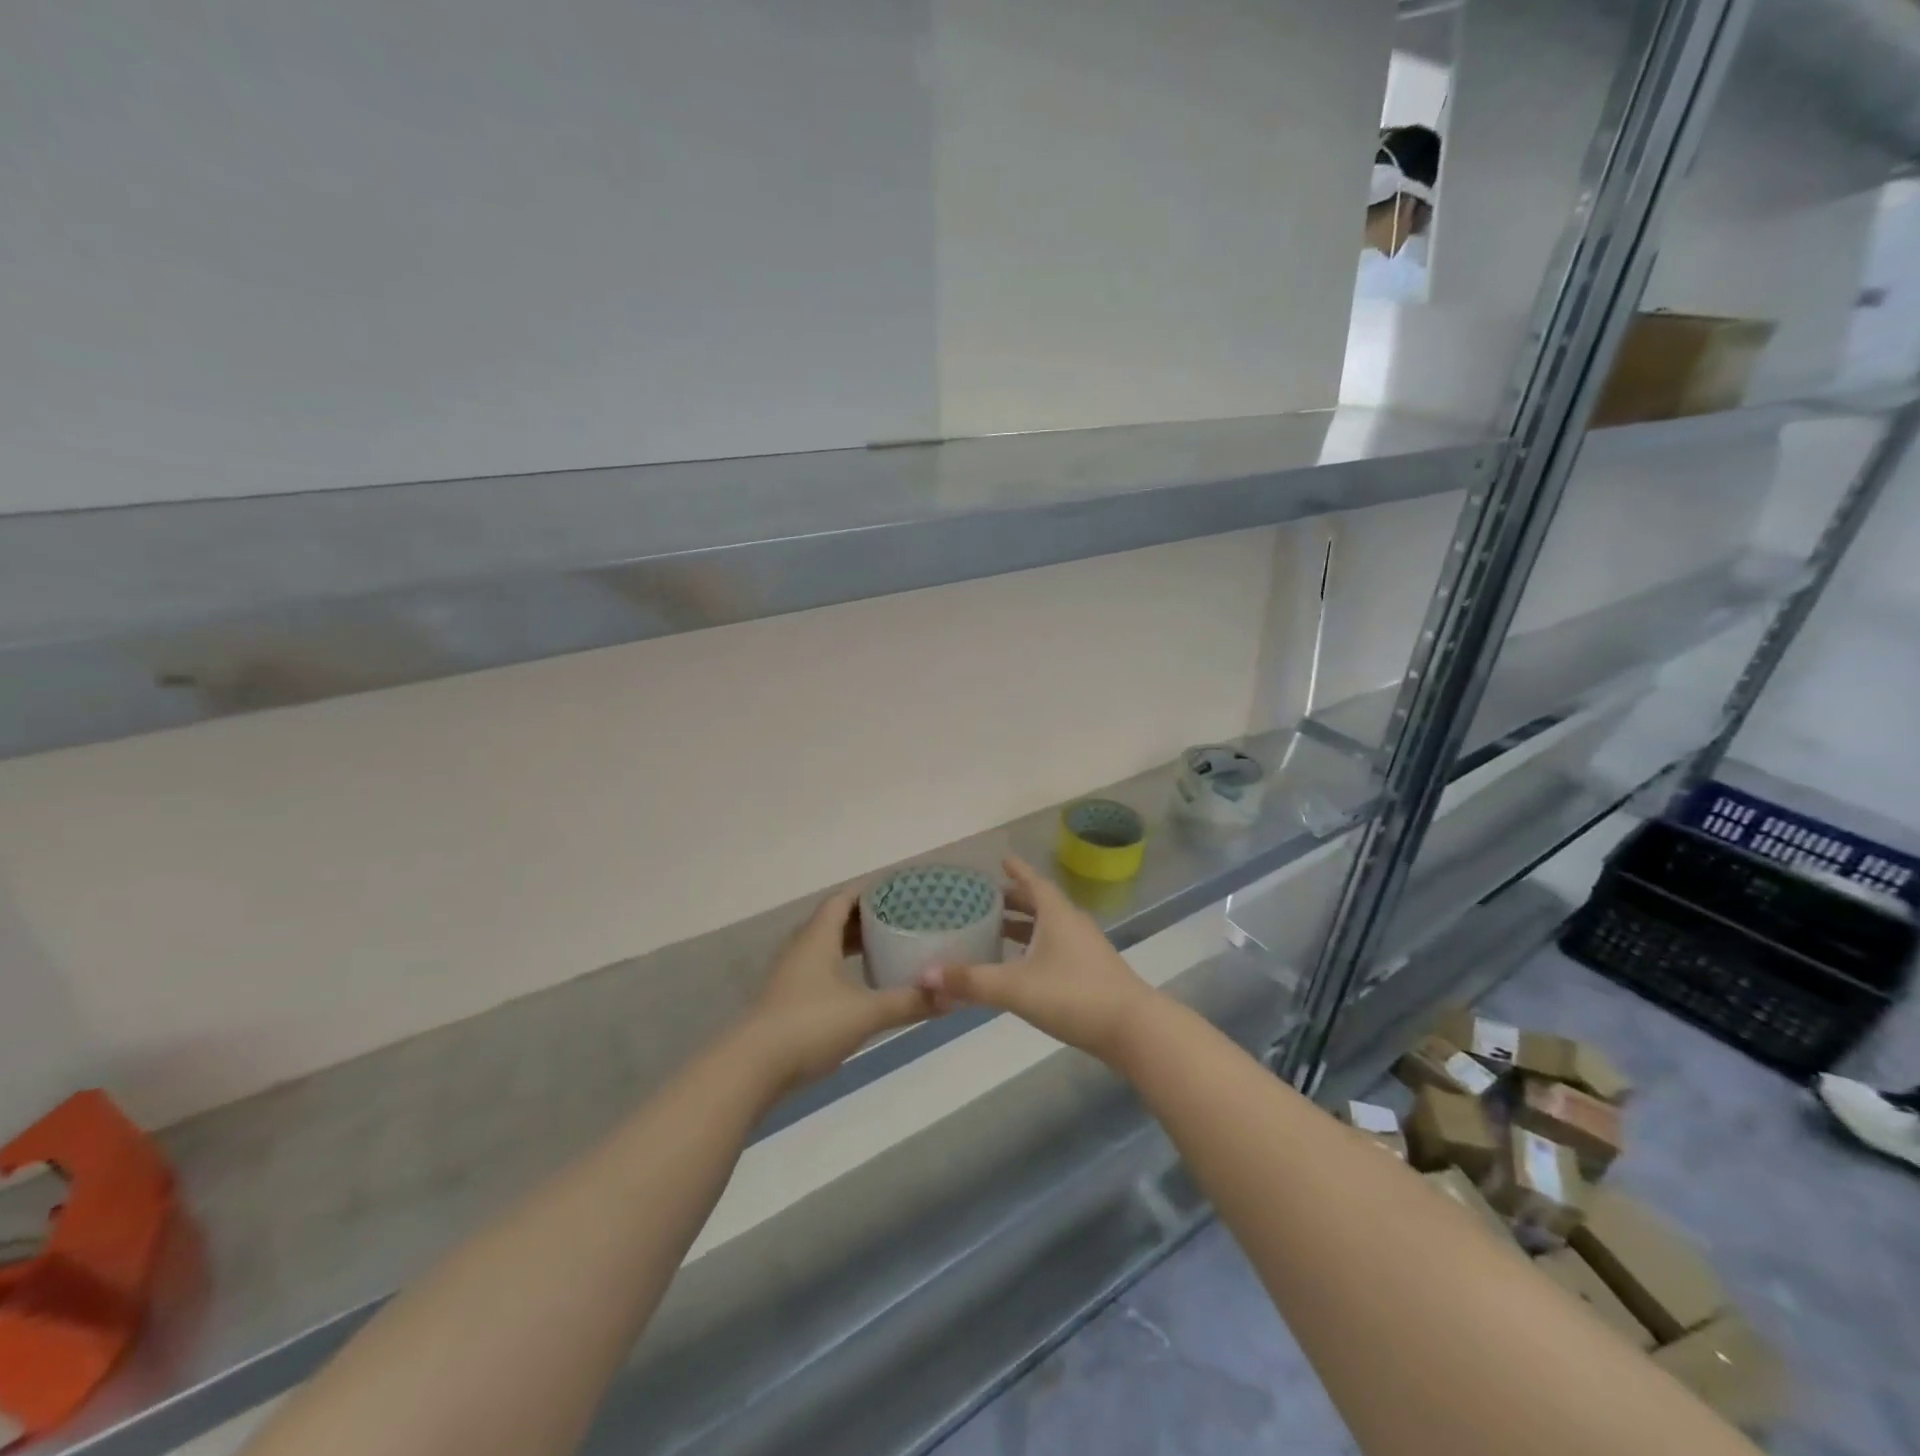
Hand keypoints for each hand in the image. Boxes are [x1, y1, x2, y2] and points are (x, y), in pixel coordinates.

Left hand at [736, 887, 935, 1093]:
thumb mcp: (866, 1013)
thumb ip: (908, 1002)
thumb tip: (951, 997)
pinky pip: (817, 968)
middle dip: (865, 917)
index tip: (899, 890)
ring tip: (884, 947)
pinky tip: (858, 984)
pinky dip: (840, 966)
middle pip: (833, 920)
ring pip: (824, 945)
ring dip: (851, 943)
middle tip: (900, 918)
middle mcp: (801, 947)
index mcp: (817, 937)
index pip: (843, 899)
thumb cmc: (809, 1026)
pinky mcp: (785, 998)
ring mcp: (789, 974)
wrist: (750, 1068)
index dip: (869, 891)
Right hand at [921, 856, 1161, 1062]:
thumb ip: (971, 981)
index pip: (1032, 882)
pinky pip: (1057, 947)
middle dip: (1014, 899)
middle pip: (1040, 903)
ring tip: (997, 931)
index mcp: (1056, 914)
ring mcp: (1085, 948)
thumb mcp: (1016, 987)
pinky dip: (1036, 947)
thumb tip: (925, 975)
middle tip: (986, 898)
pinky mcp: (1092, 972)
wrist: (1133, 1029)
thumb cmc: (1073, 995)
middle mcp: (1072, 924)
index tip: (1001, 858)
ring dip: (1025, 925)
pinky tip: (1022, 966)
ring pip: (1049, 927)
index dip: (1016, 870)